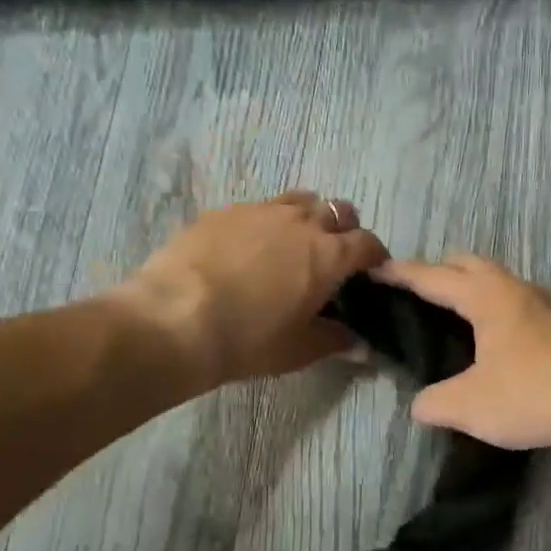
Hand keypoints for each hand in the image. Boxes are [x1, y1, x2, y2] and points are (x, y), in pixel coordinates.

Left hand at [119, 193, 388, 388]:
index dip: (375, 256)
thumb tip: (360, 345)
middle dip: (343, 230)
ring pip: (299, 201)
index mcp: (328, 255)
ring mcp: (260, 211)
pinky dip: (267, 223)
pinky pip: (259, 208)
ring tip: (293, 245)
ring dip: (307, 218)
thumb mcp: (298, 350)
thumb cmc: (249, 340)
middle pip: (337, 211)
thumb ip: (334, 341)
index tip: (371, 272)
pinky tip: (250, 248)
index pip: (367, 243)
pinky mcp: (224, 211)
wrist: (176, 319)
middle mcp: (301, 222)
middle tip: (332, 258)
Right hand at [372, 255, 550, 451]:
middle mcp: (517, 291)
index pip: (434, 277)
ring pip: (501, 283)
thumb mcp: (468, 406)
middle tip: (417, 291)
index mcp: (487, 297)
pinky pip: (520, 306)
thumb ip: (434, 403)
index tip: (377, 270)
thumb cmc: (531, 393)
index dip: (402, 274)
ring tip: (455, 314)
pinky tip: (498, 342)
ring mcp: (547, 307)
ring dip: (474, 289)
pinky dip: (498, 311)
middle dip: (440, 271)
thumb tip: (419, 406)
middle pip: (471, 265)